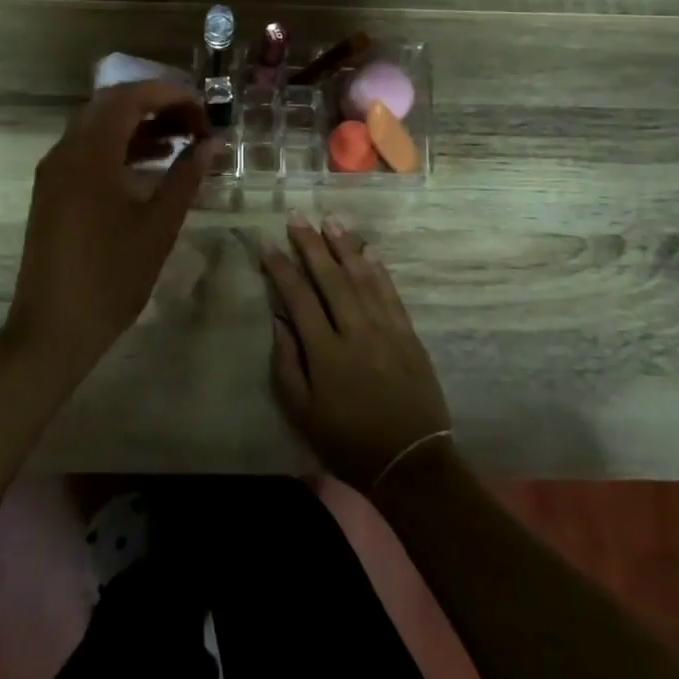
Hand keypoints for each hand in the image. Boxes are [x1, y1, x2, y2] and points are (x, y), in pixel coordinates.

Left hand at [6, 82, 213, 377]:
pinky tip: (152, 164)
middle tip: (195, 124)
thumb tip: (212, 145)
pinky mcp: (53, 190)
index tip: (204, 111)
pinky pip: (88, 150)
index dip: (170, 95)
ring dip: (139, 126)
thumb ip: (186, 177)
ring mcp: (54, 170)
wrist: (53, 328)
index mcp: (90, 153)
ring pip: (98, 127)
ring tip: (182, 141)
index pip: (130, 98)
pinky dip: (120, 147)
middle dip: (156, 106)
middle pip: (111, 105)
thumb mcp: (158, 226)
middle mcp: (65, 151)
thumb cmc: (111, 277)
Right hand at [260, 213, 451, 491]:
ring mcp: (386, 330)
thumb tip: (279, 320)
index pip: (299, 298)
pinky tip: (368, 250)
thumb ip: (286, 364)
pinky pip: (391, 294)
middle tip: (298, 217)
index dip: (281, 269)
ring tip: (330, 221)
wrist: (410, 462)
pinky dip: (379, 270)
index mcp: (326, 353)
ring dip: (345, 247)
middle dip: (311, 245)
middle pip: (331, 278)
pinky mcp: (408, 335)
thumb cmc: (347, 441)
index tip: (268, 244)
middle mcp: (356, 332)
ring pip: (362, 278)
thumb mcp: (302, 413)